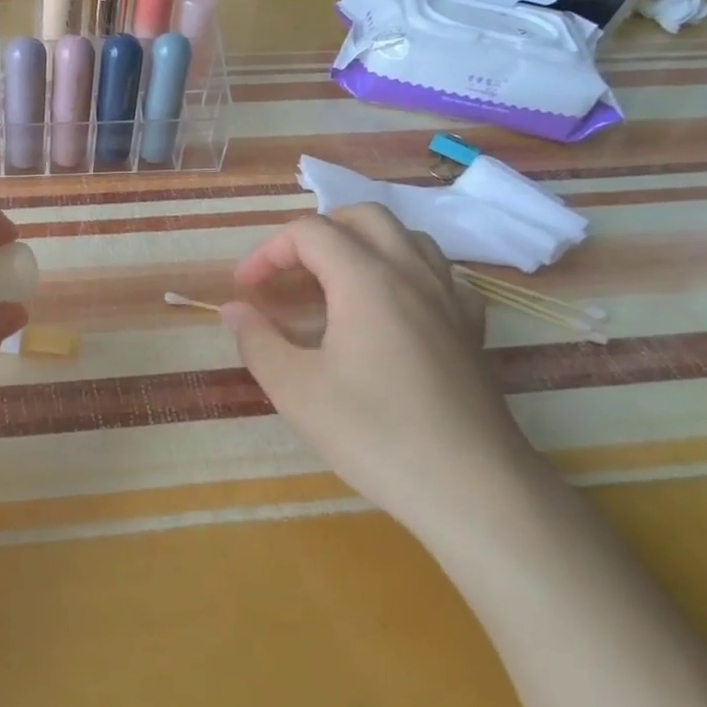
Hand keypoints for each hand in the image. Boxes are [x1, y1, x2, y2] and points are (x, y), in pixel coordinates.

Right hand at [223, 204, 535, 530]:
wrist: (473, 488)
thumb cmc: (374, 434)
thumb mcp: (296, 390)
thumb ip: (258, 340)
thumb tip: (234, 309)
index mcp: (366, 279)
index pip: (309, 232)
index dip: (268, 252)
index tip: (246, 290)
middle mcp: (412, 272)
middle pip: (362, 217)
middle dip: (316, 234)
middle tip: (288, 275)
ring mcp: (450, 297)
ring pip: (406, 237)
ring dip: (361, 245)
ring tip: (334, 285)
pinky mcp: (472, 327)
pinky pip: (438, 273)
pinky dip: (405, 272)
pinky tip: (392, 308)